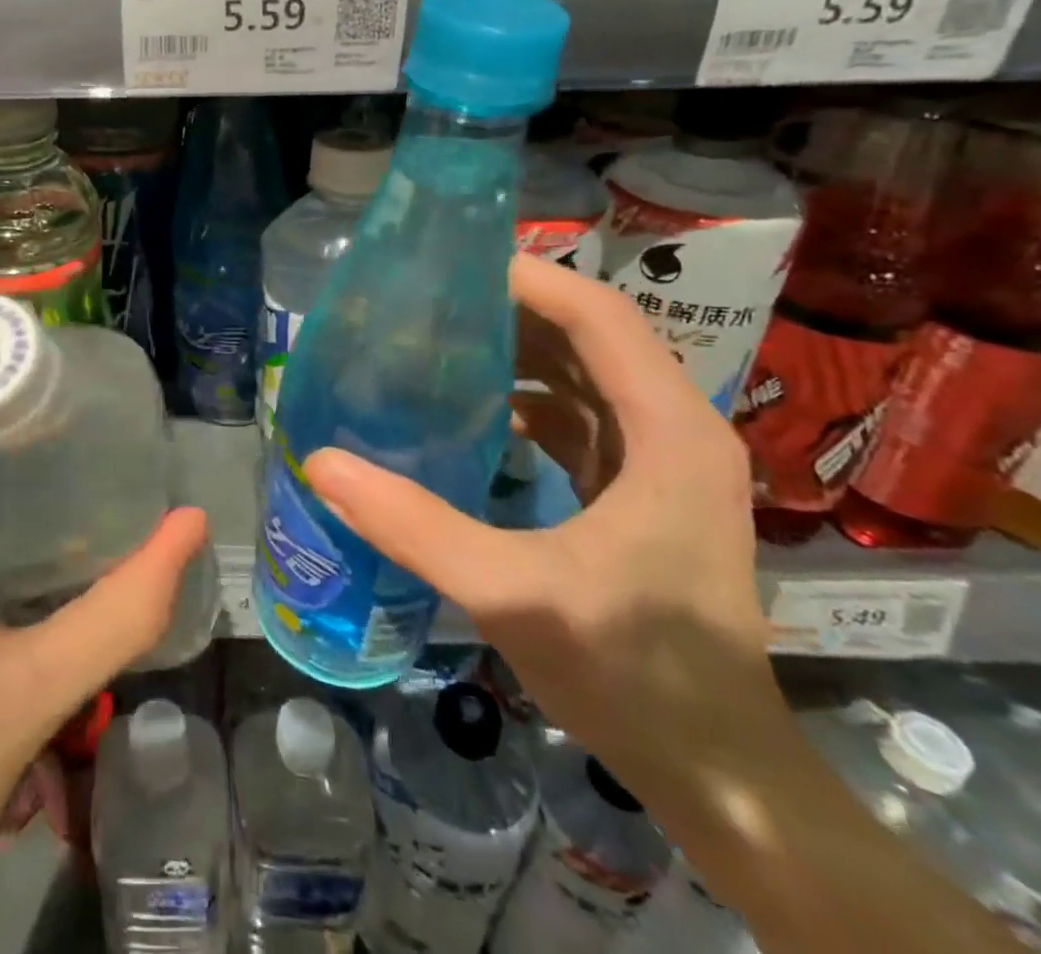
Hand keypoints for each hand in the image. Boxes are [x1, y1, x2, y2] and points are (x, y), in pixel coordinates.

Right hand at [304, 254, 778, 804]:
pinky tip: (472, 414)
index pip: (601, 317)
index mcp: (668, 431)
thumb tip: (321, 462)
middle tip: (427, 304)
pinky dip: (528, 400)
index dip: (530, 281)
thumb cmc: (634, 673)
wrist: (720, 772)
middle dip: (511, 312)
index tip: (450, 268)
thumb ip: (414, 525)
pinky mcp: (643, 491)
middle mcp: (675, 430)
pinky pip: (581, 418)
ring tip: (438, 345)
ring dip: (518, 353)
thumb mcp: (512, 593)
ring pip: (585, 375)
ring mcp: (663, 463)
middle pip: (592, 336)